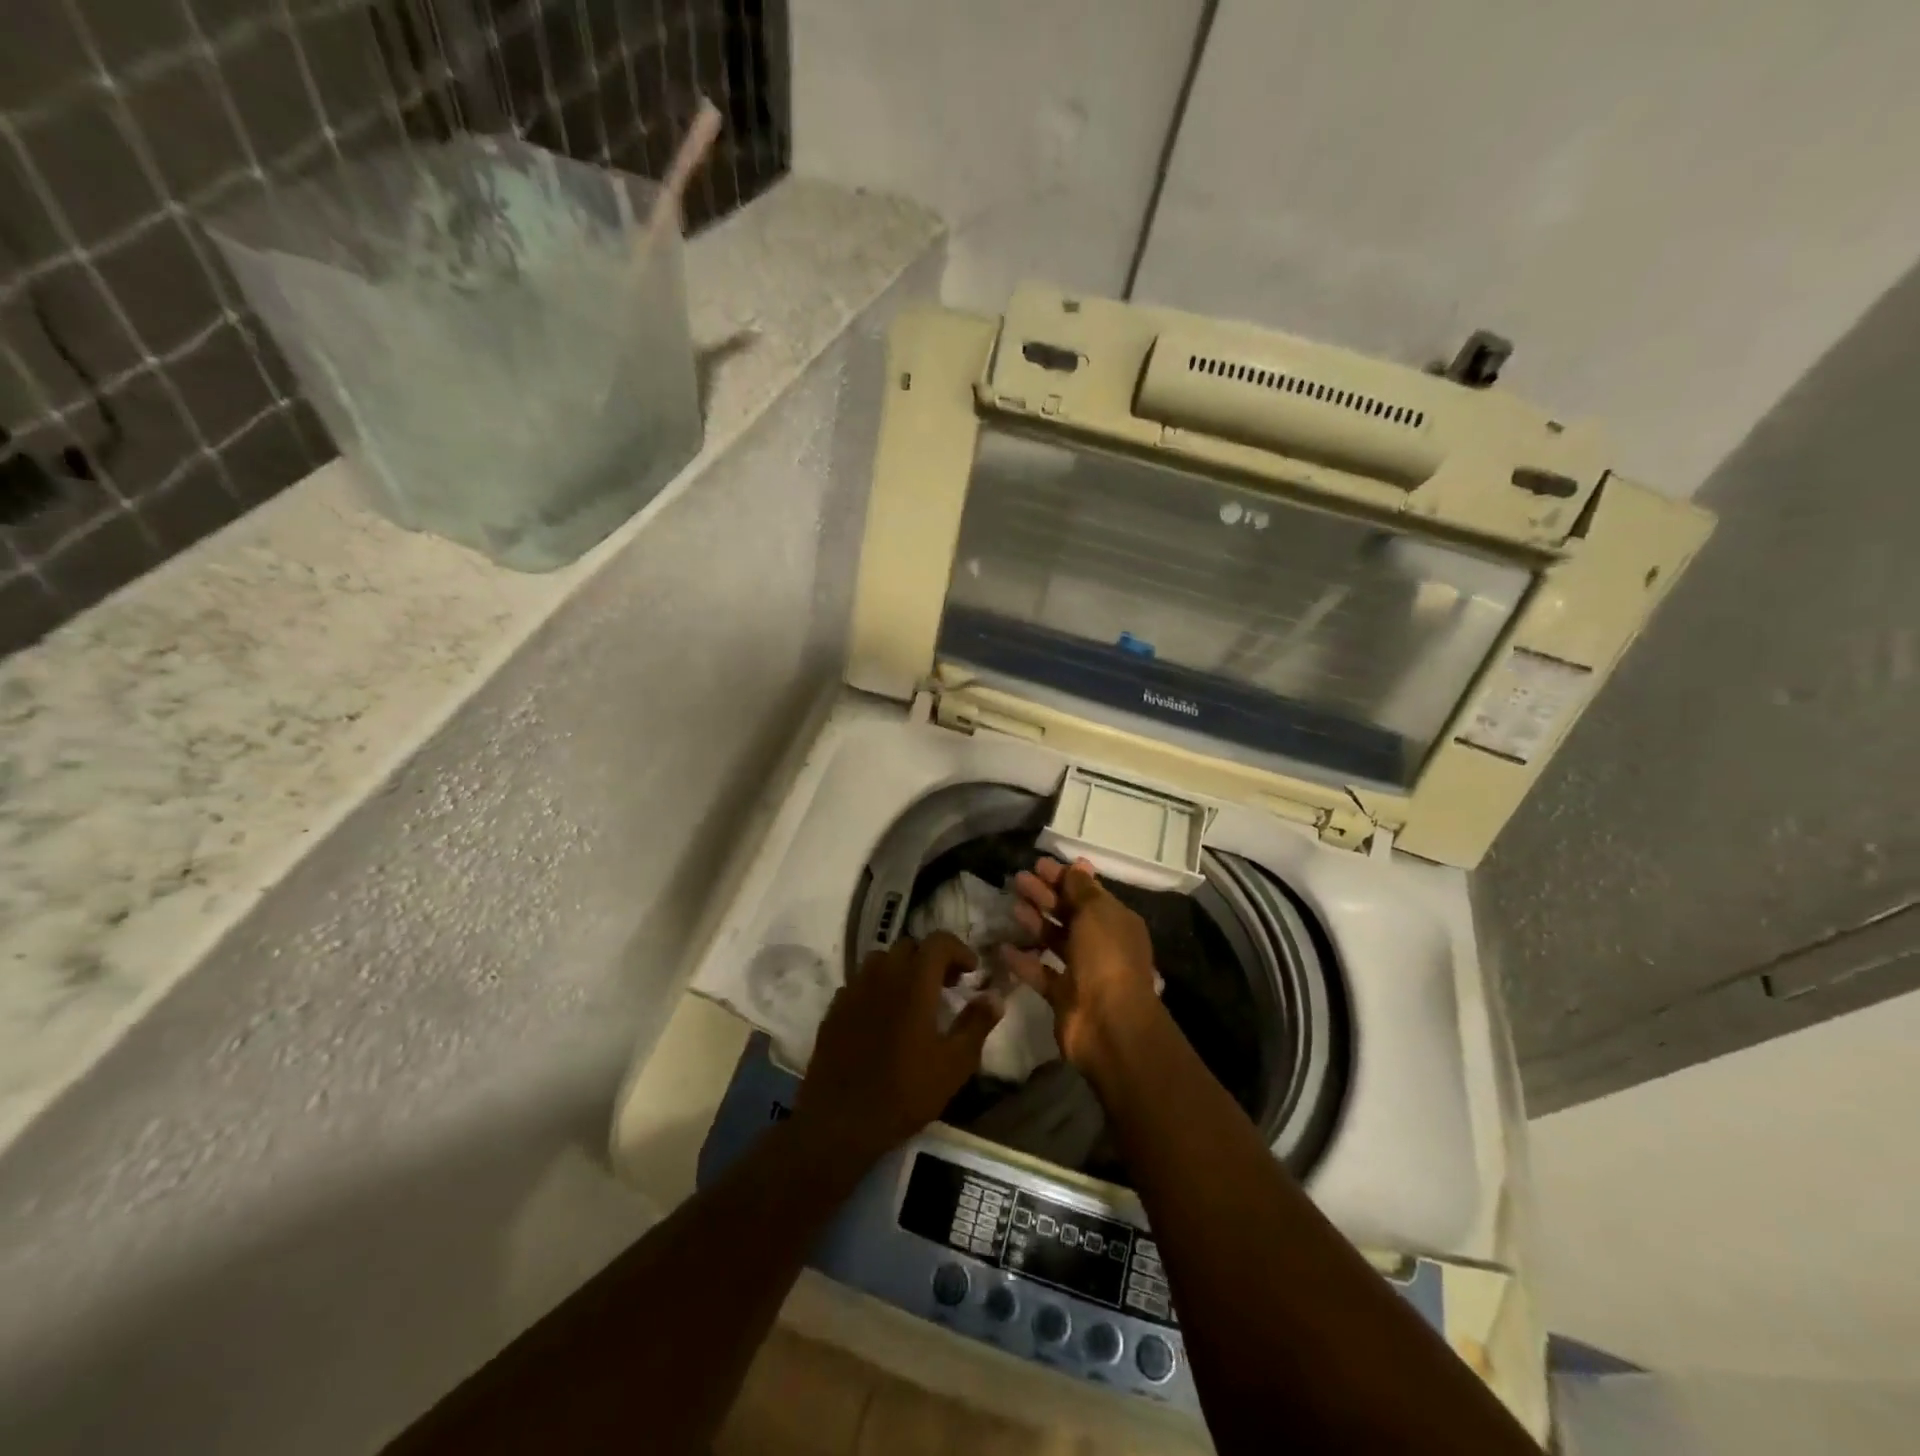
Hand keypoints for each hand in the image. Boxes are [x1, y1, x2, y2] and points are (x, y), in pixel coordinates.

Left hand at [794, 931, 1003, 1162]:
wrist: (841, 1121)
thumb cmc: (906, 1091)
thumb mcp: (955, 1063)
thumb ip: (977, 1023)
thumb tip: (995, 996)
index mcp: (914, 981)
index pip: (938, 941)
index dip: (959, 949)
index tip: (971, 972)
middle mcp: (881, 975)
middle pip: (909, 946)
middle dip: (931, 958)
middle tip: (946, 985)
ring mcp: (853, 990)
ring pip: (880, 960)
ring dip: (902, 969)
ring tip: (914, 998)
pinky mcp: (834, 1009)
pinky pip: (859, 983)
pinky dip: (877, 988)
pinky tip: (883, 1017)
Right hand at [999, 857, 1164, 1071]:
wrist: (1109, 1024)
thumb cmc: (1106, 957)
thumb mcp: (1096, 913)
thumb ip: (1081, 889)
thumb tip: (1077, 865)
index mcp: (1116, 922)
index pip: (1088, 892)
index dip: (1064, 877)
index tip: (1039, 864)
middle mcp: (1101, 944)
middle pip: (1070, 913)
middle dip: (1046, 895)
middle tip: (1019, 879)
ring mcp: (1082, 971)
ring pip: (1054, 940)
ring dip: (1035, 921)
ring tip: (1012, 904)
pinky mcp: (1063, 995)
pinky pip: (1040, 972)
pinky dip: (1024, 960)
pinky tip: (1003, 947)